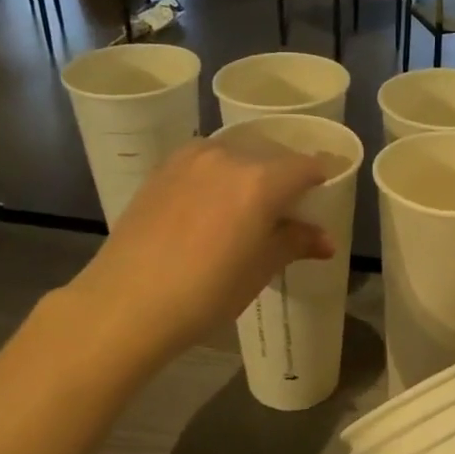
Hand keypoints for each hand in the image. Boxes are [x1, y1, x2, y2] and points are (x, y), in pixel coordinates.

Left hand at [61, 136, 334, 367]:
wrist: (127, 302)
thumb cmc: (206, 292)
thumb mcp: (260, 269)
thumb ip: (295, 242)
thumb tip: (325, 240)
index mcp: (261, 180)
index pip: (305, 165)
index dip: (322, 176)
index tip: (327, 191)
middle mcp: (228, 156)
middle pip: (271, 152)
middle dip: (287, 172)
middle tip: (290, 203)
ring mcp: (190, 158)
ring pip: (236, 151)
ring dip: (252, 168)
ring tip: (250, 201)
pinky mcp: (163, 168)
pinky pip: (205, 158)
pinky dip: (220, 171)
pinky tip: (214, 201)